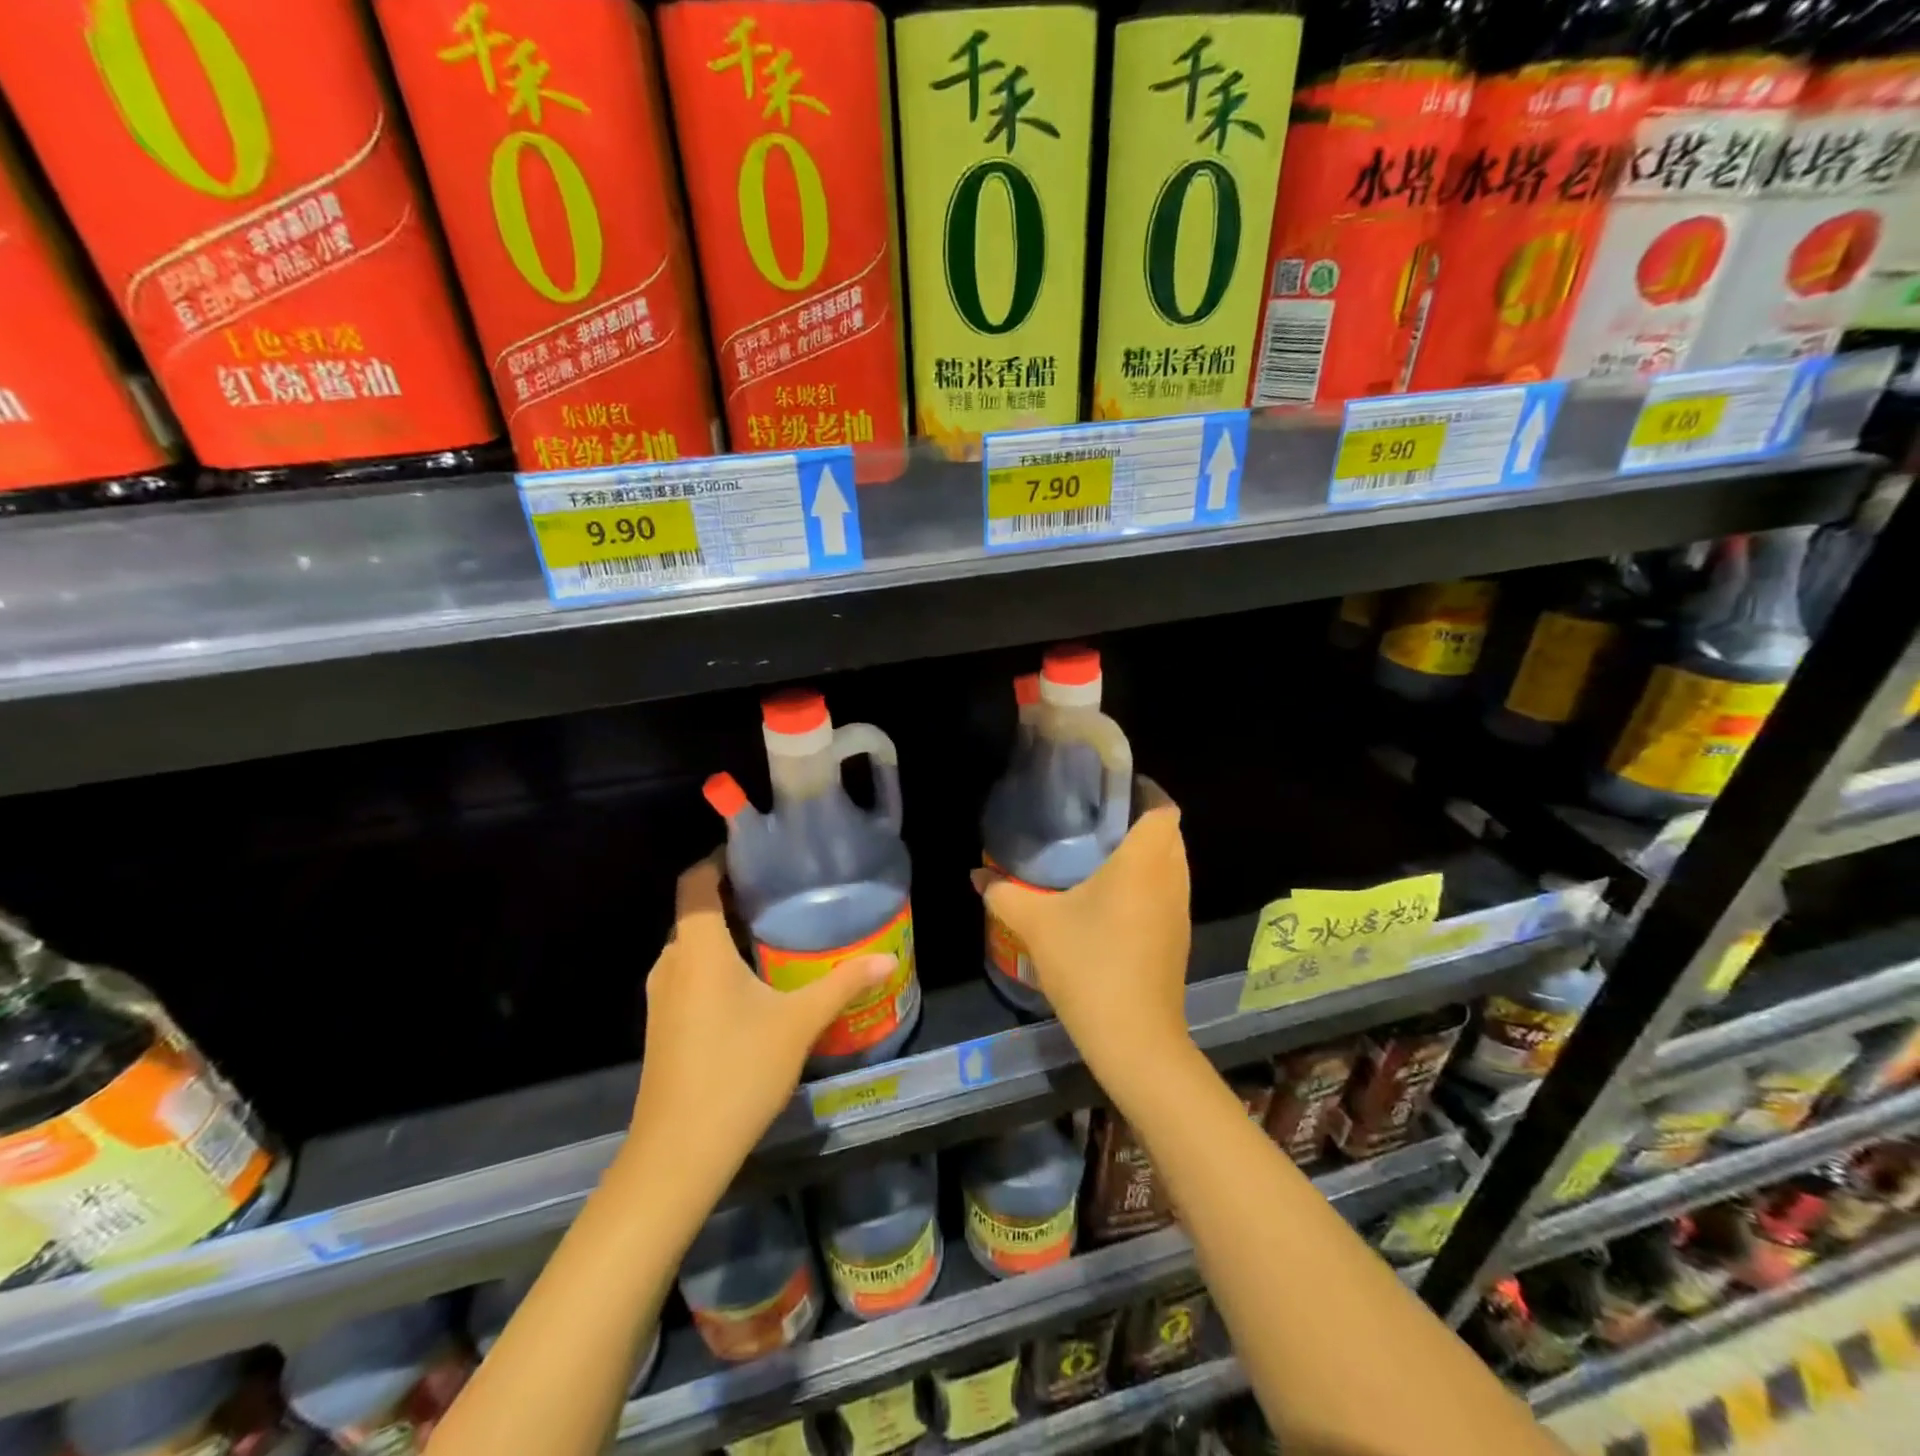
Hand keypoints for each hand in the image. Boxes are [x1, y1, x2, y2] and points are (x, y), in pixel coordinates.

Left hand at [626, 853, 895, 1207]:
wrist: (678, 1152)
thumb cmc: (737, 1071)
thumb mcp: (798, 1022)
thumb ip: (842, 984)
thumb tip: (887, 959)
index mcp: (698, 948)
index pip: (697, 881)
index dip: (719, 859)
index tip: (758, 853)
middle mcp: (671, 962)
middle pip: (696, 911)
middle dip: (733, 896)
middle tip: (782, 891)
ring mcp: (662, 996)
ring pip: (692, 945)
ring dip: (725, 933)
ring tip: (774, 930)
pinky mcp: (663, 1024)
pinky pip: (689, 973)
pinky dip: (716, 963)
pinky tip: (753, 982)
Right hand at [973, 782, 1193, 1087]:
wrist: (1134, 1039)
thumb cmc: (1089, 966)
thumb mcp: (1037, 925)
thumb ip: (1004, 893)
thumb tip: (977, 874)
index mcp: (1145, 861)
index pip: (1162, 807)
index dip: (1142, 791)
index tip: (1107, 791)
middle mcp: (1171, 878)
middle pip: (1168, 832)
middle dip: (1137, 820)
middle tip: (1094, 820)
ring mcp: (1179, 910)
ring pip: (1171, 864)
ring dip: (1145, 853)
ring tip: (1099, 853)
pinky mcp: (1178, 936)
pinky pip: (1168, 891)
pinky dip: (1148, 882)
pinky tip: (1110, 898)